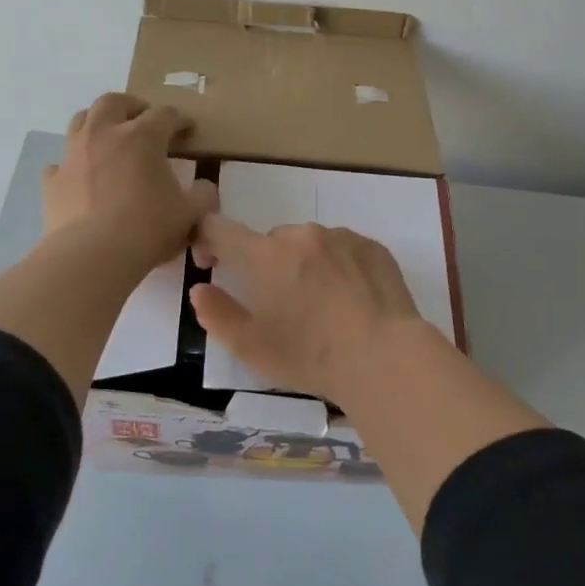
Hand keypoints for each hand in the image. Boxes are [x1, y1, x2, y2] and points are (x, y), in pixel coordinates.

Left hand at [43, 93, 216, 272]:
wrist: (93, 255)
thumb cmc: (148, 229)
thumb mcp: (190, 213)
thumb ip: (202, 195)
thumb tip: (203, 187)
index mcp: (142, 137)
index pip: (164, 115)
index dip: (179, 119)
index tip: (186, 129)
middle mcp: (103, 134)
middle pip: (113, 102)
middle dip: (131, 106)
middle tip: (142, 119)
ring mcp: (73, 155)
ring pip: (81, 121)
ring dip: (97, 123)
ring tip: (109, 139)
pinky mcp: (52, 180)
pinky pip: (60, 163)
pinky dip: (72, 165)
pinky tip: (80, 178)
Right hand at [188, 215, 429, 406]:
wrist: (384, 357)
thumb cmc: (310, 356)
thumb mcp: (251, 348)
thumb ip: (217, 314)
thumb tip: (200, 289)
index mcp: (264, 255)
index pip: (219, 228)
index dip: (207, 241)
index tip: (212, 265)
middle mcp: (301, 235)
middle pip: (270, 241)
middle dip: (266, 266)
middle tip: (281, 306)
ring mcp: (341, 237)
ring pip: (309, 244)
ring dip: (305, 265)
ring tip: (322, 306)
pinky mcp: (373, 247)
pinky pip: (343, 249)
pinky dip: (338, 267)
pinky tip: (351, 301)